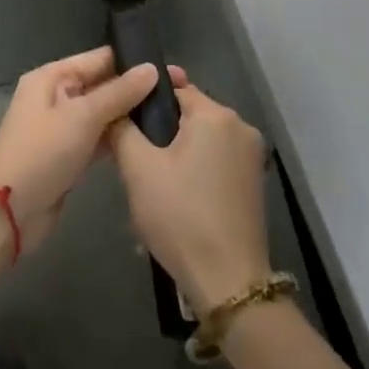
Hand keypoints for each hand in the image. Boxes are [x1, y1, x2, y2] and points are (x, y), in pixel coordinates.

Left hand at [0, 48, 158, 254]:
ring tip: (173, 115)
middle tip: (180, 93)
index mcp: (52, 77)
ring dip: (131, 115)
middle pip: (103, 85)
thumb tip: (151, 69)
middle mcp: (57, 96)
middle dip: (137, 89)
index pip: (99, 59)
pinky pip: (100, 139)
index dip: (134, 61)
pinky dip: (119, 138)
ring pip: (103, 114)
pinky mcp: (70, 155)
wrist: (7, 210)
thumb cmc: (41, 153)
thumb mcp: (82, 117)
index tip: (172, 69)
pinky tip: (149, 140)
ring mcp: (63, 127)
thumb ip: (119, 93)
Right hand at [110, 78, 271, 311]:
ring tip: (148, 173)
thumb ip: (122, 129)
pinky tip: (175, 191)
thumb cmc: (180, 215)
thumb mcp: (138, 169)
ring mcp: (252, 157)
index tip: (123, 112)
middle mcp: (241, 127)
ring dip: (178, 148)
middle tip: (131, 149)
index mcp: (216, 115)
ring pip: (203, 138)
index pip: (176, 88)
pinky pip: (216, 159)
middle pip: (191, 113)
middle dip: (162, 126)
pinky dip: (196, 166)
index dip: (146, 98)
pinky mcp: (254, 183)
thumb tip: (114, 108)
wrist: (227, 280)